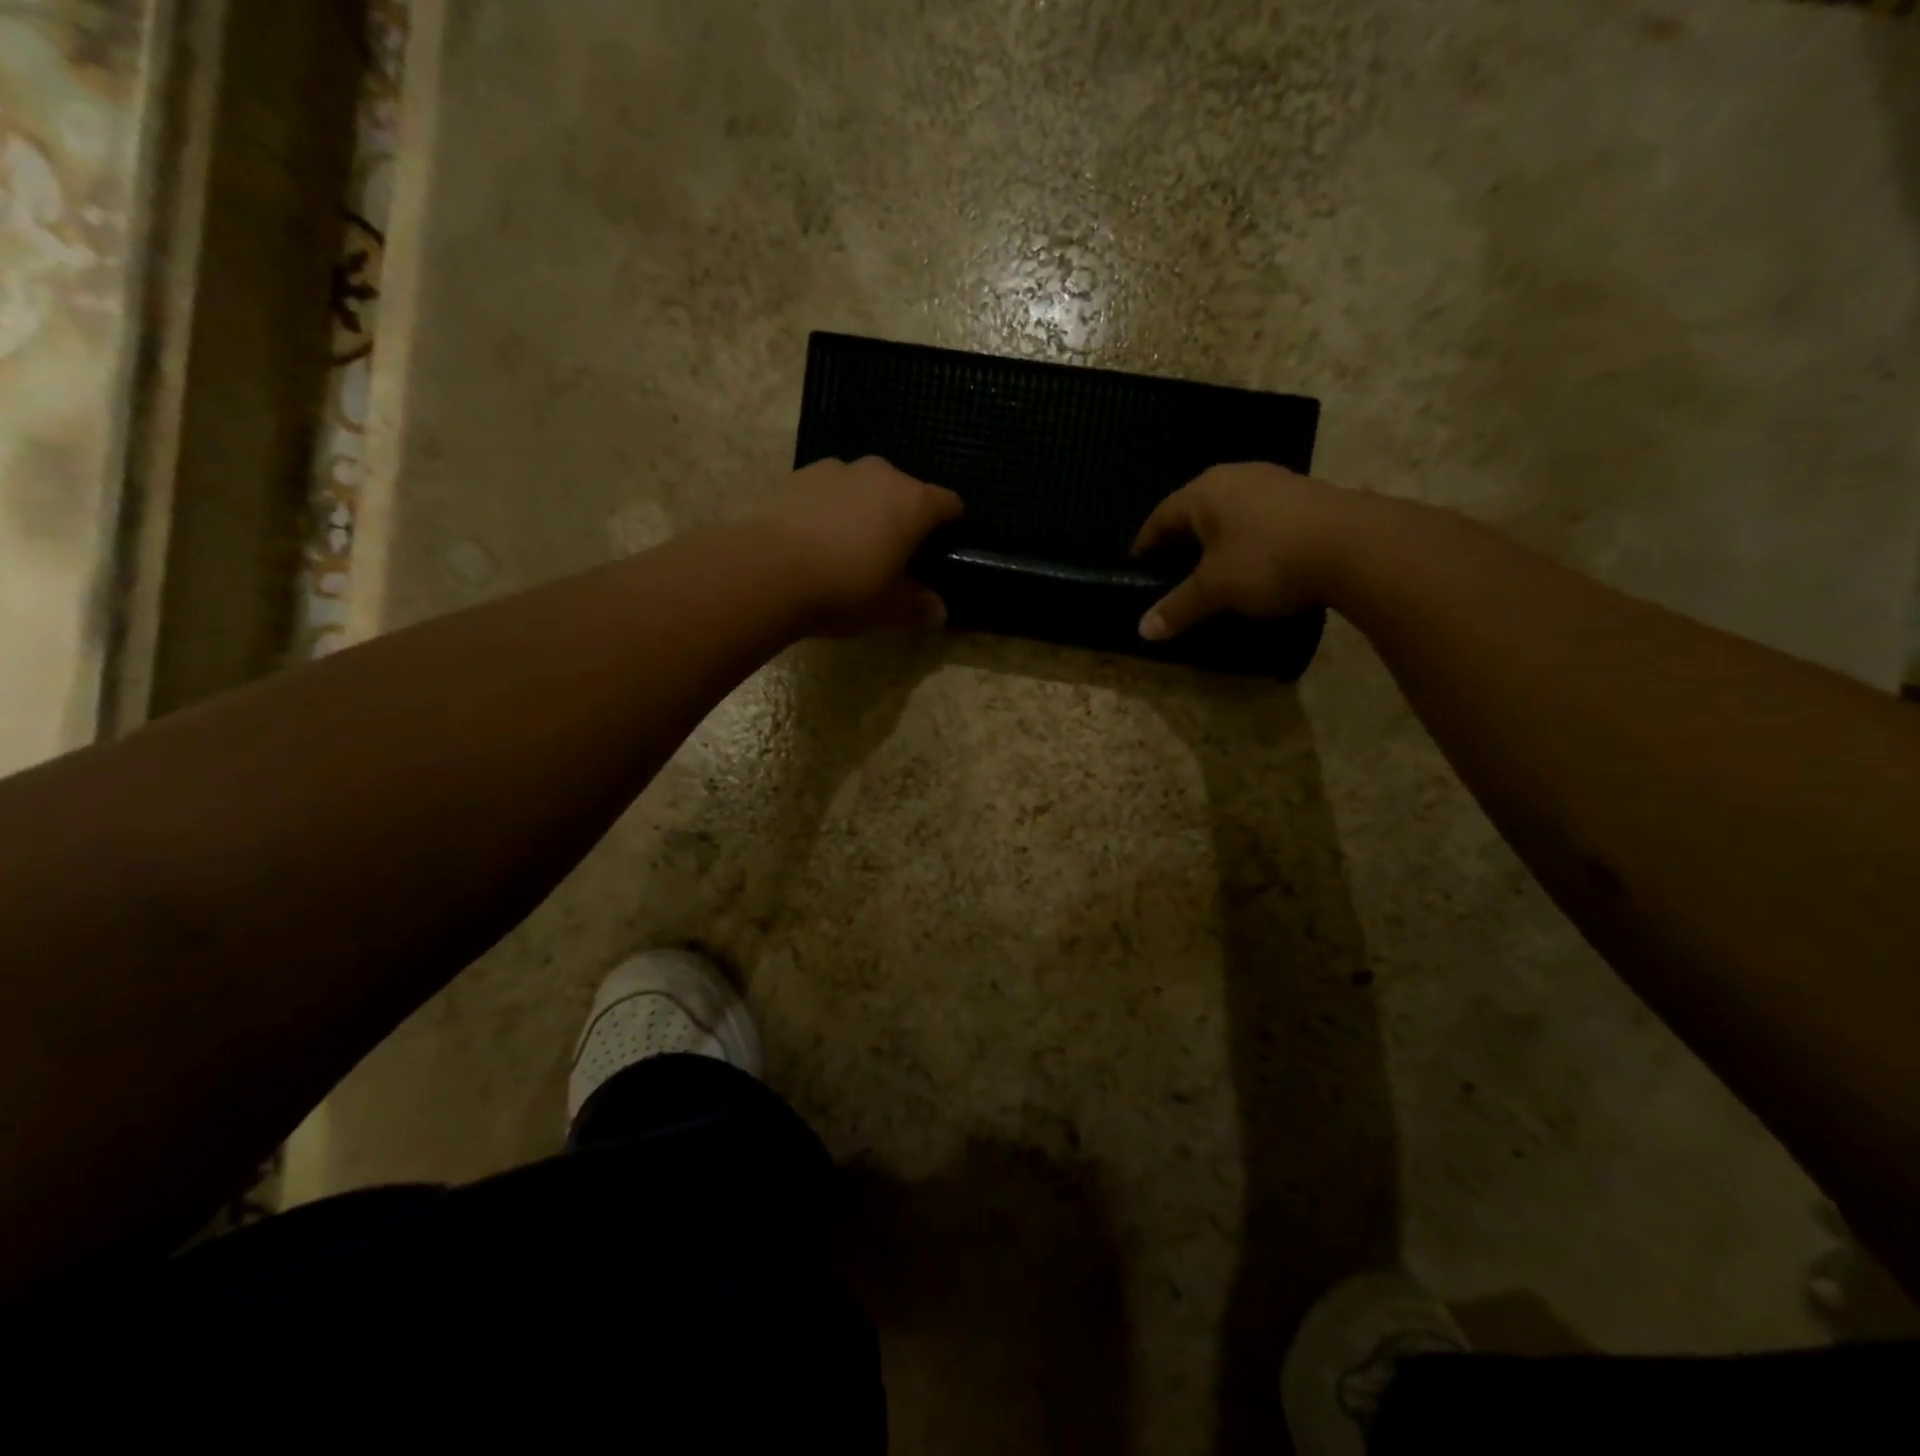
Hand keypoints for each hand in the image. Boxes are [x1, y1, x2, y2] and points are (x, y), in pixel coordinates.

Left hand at [750, 456, 963, 636]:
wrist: (766, 570)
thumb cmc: (845, 588)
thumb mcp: (889, 608)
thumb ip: (918, 605)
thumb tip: (938, 611)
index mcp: (914, 503)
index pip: (949, 504)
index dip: (951, 526)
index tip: (943, 549)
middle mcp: (881, 474)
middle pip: (906, 491)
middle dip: (905, 518)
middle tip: (894, 555)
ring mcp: (837, 469)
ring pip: (865, 488)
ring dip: (866, 510)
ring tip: (851, 546)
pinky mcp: (799, 475)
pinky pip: (829, 492)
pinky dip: (831, 509)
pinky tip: (817, 540)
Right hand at [1131, 464, 1360, 639]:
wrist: (1356, 546)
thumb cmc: (1268, 560)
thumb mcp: (1215, 589)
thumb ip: (1178, 607)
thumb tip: (1142, 631)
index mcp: (1204, 492)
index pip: (1160, 517)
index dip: (1145, 546)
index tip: (1137, 569)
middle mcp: (1235, 476)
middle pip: (1194, 511)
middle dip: (1180, 542)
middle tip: (1170, 572)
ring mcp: (1274, 481)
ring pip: (1229, 511)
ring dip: (1215, 539)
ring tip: (1211, 569)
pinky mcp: (1303, 495)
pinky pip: (1259, 516)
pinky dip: (1246, 538)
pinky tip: (1252, 560)